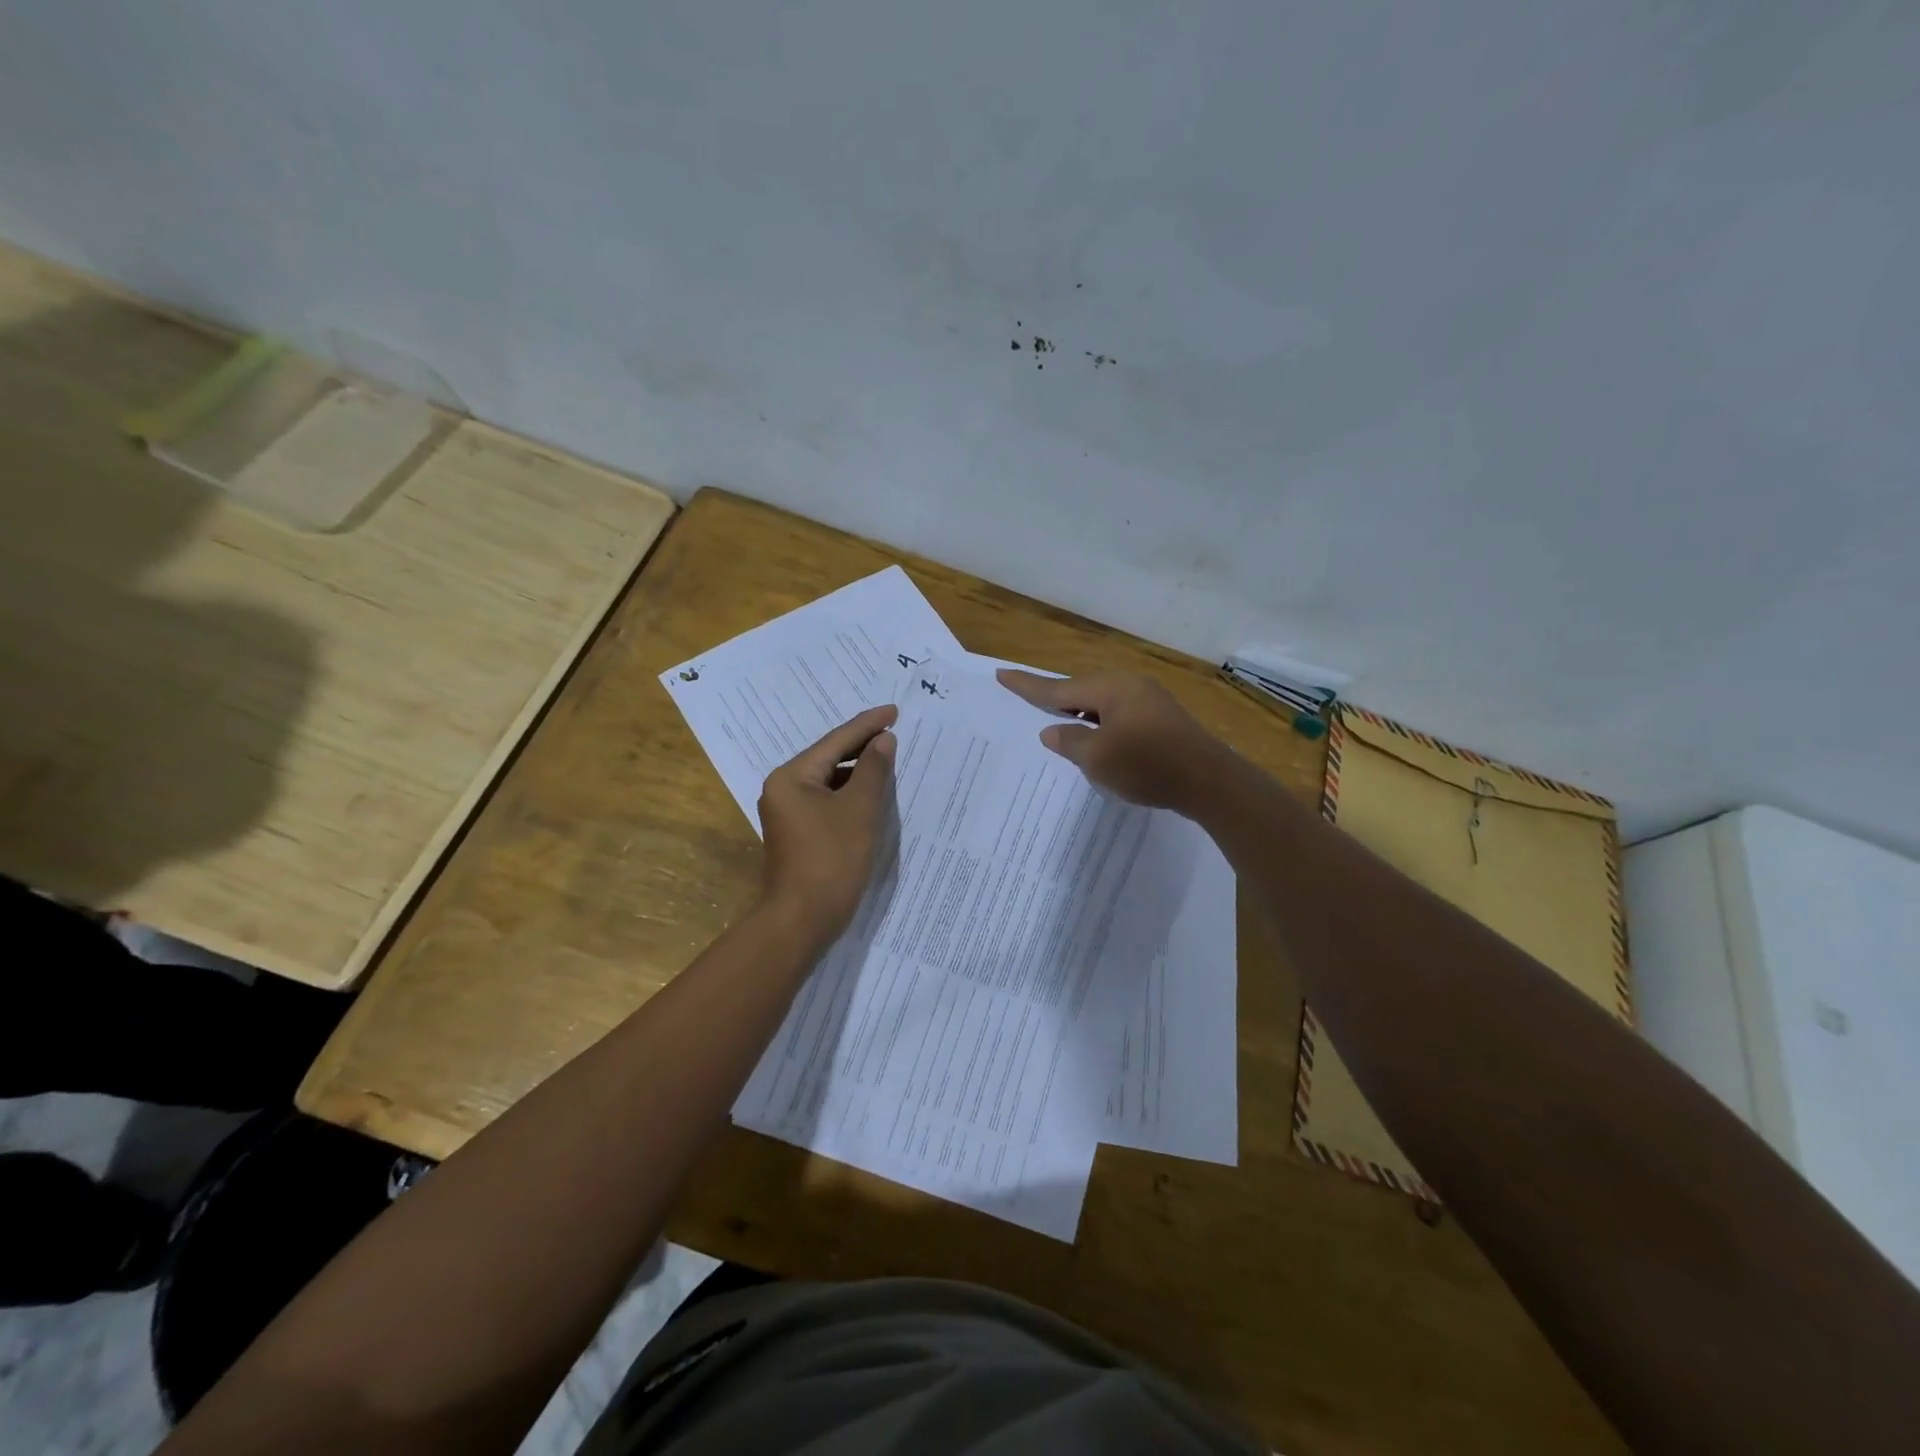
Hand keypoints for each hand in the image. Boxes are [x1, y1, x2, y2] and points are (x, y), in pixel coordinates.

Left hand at [757, 705, 897, 946]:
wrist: (802, 919)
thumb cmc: (832, 859)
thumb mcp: (860, 809)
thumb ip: (874, 770)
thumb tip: (883, 740)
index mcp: (792, 777)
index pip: (836, 741)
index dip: (868, 725)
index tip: (895, 711)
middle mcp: (784, 789)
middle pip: (829, 758)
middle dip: (863, 747)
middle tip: (895, 731)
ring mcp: (788, 813)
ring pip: (829, 781)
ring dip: (859, 772)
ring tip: (890, 761)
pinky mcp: (799, 834)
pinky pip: (828, 802)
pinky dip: (850, 795)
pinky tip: (873, 796)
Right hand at [996, 669, 1228, 813]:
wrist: (1210, 782)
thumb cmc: (1148, 766)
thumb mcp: (1098, 759)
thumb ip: (1070, 742)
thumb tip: (1052, 732)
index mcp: (1110, 688)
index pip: (1058, 688)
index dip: (1028, 686)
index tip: (1002, 674)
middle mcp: (1129, 685)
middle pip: (1081, 691)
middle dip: (1056, 700)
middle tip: (1029, 702)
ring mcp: (1149, 700)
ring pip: (1101, 703)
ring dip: (1080, 715)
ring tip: (1059, 726)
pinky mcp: (1161, 718)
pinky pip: (1118, 714)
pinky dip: (1100, 725)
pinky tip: (1097, 741)